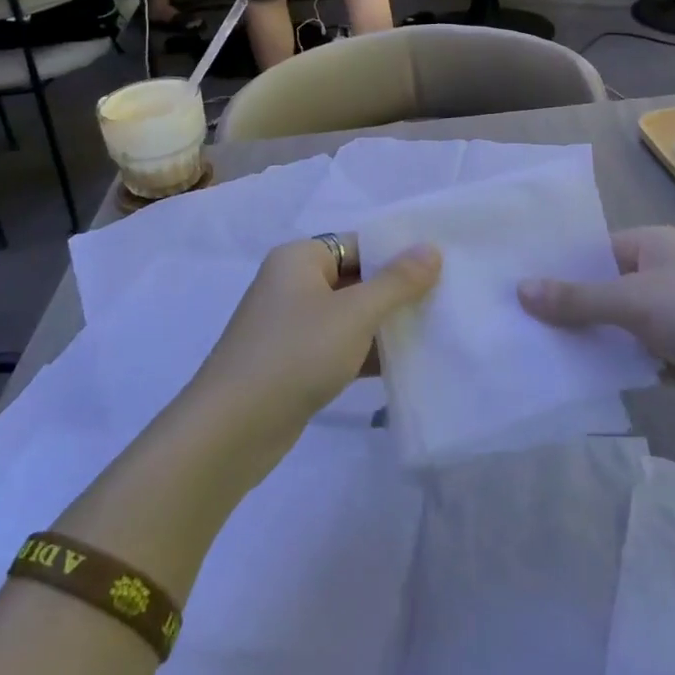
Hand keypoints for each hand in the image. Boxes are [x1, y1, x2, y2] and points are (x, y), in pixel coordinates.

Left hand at [191, 237, 439, 452]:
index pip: (358, 243)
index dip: (397, 254)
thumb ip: (396, 282)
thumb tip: (430, 249)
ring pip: (349, 315)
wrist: (231, 430)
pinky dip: (365, 353)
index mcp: (299, 258)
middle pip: (355, 278)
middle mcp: (292, 284)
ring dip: (383, 326)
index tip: (439, 268)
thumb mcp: (354, 314)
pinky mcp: (293, 363)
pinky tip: (403, 366)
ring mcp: (291, 326)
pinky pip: (338, 346)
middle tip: (444, 300)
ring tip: (433, 331)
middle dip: (395, 292)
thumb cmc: (295, 354)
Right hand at [518, 225, 674, 427]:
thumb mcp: (637, 301)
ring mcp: (670, 320)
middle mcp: (656, 277)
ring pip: (615, 332)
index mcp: (647, 247)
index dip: (551, 273)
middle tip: (508, 331)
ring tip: (529, 359)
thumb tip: (520, 289)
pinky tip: (574, 384)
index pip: (587, 255)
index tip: (506, 291)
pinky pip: (636, 362)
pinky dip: (614, 371)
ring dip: (587, 346)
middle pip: (598, 294)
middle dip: (564, 313)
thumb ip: (579, 300)